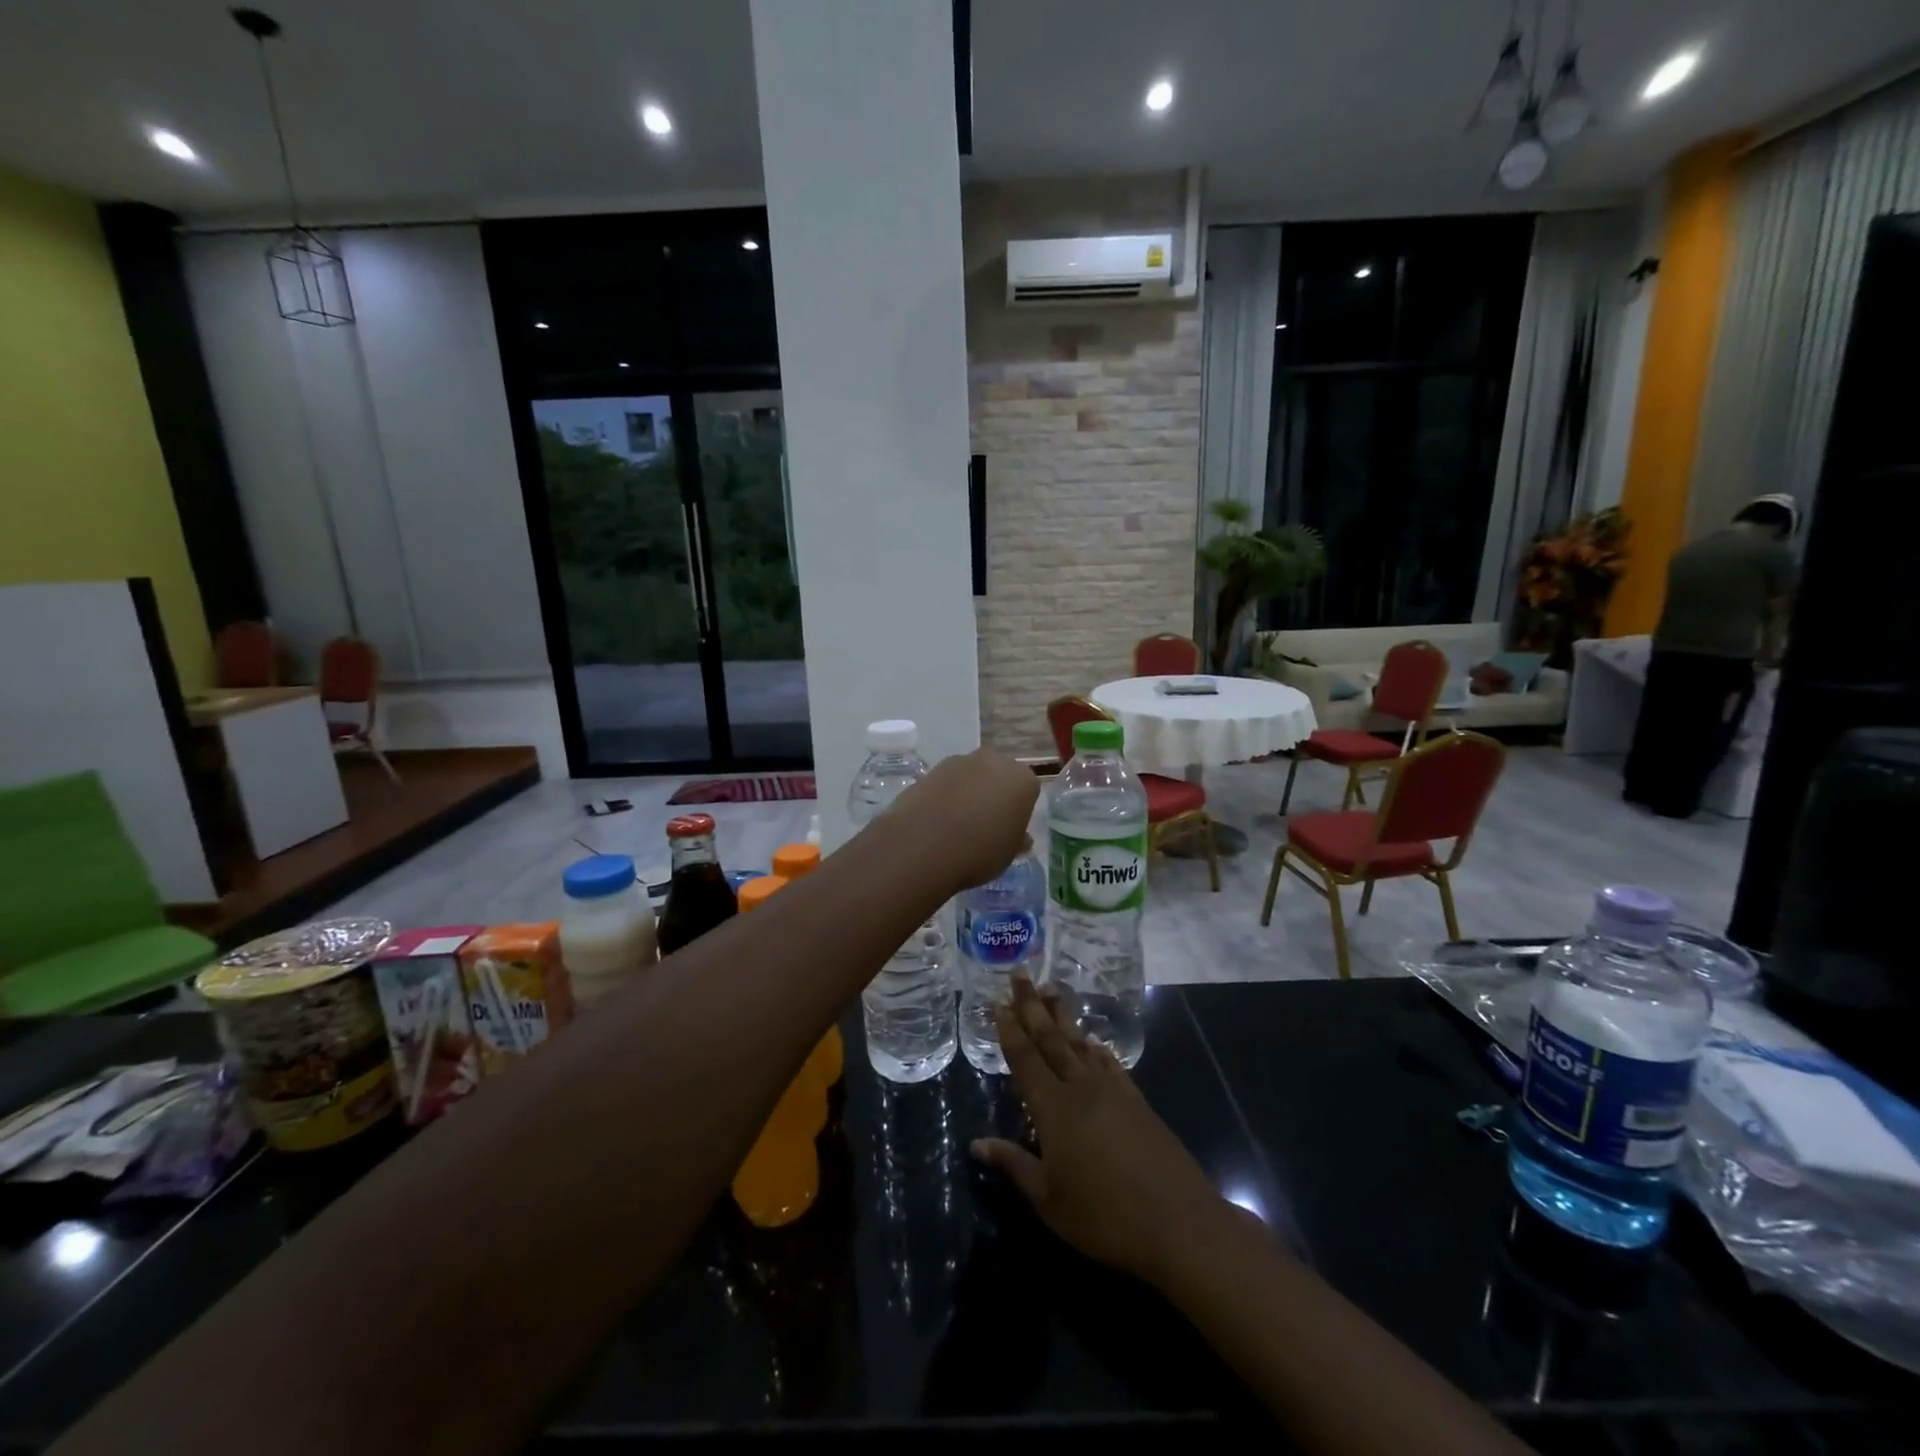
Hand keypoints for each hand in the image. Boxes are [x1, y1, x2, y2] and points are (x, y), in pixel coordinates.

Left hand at [891, 747, 1037, 892]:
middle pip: (998, 775)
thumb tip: (1021, 838)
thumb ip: (1017, 839)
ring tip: (956, 824)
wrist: (924, 845)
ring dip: (968, 792)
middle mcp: (994, 761)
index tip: (1008, 829)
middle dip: (994, 793)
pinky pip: (946, 782)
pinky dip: (945, 795)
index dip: (1018, 811)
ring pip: (971, 776)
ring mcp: (959, 761)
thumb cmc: (979, 851)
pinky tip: (936, 820)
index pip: (1027, 791)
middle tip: (984, 823)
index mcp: (1022, 780)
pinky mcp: (931, 769)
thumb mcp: (1008, 854)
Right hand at [972, 978, 1229, 1284]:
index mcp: (1053, 1108)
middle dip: (1033, 1005)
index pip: (1025, 1059)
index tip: (999, 1003)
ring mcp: (1113, 1090)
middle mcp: (1081, 1088)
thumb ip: (1014, 1165)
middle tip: (1021, 975)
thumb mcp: (1049, 1200)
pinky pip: (1110, 1064)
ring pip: (1080, 1044)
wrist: (1178, 1222)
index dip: (1010, 1030)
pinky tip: (1093, 1042)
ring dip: (1063, 1017)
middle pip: (1051, 1038)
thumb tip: (976, 1142)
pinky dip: (1097, 1049)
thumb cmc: (1105, 1217)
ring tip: (1052, 991)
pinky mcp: (1137, 1101)